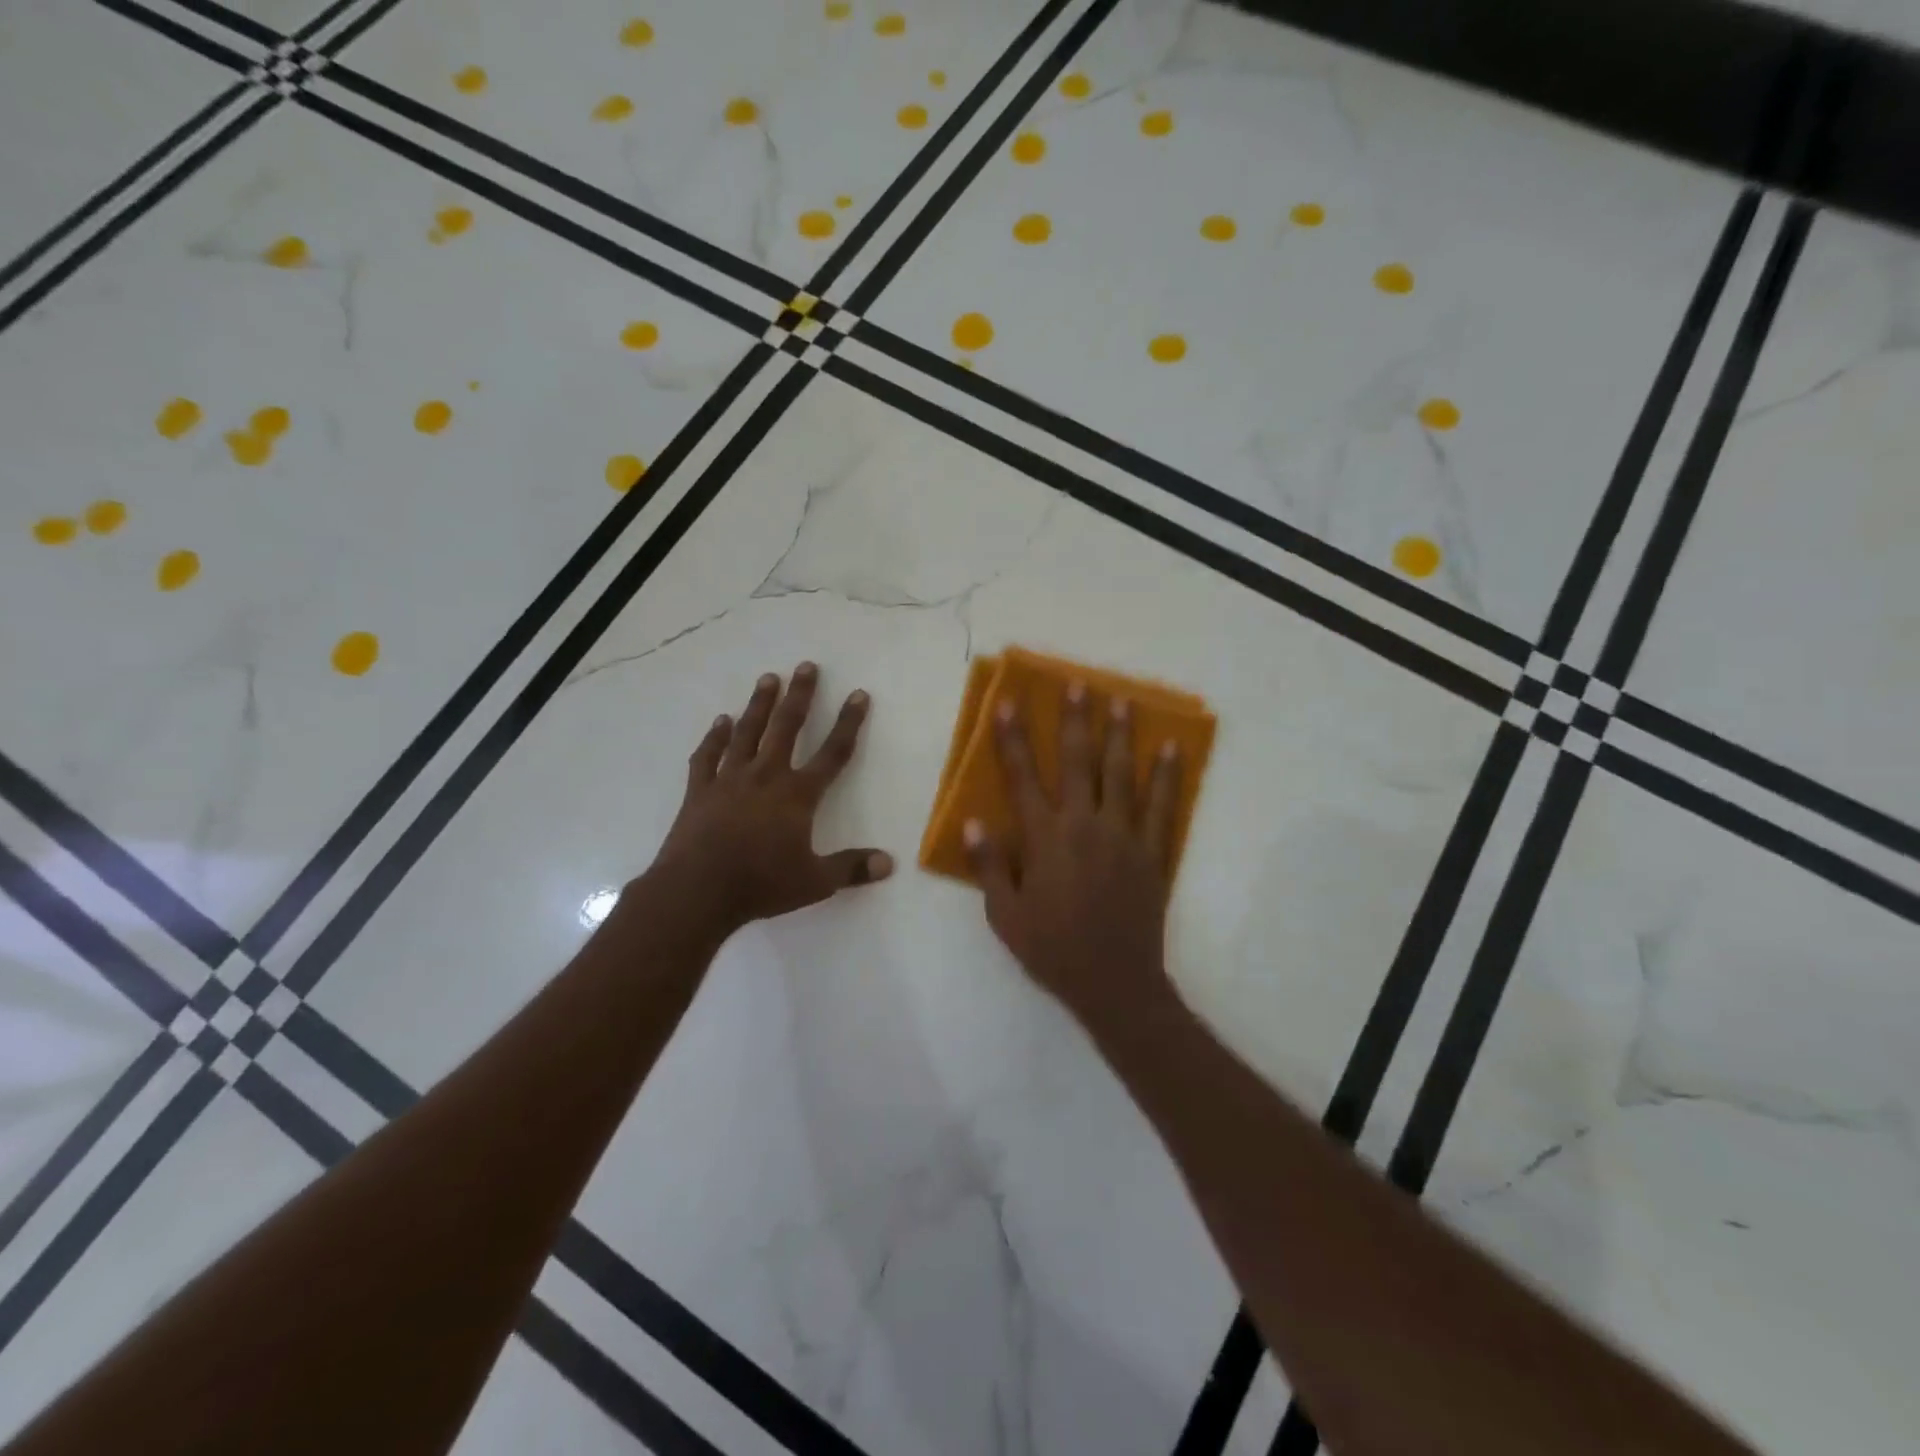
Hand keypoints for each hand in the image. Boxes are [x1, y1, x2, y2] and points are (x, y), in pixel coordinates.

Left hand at [649, 664, 891, 936]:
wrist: (697, 891)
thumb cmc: (761, 884)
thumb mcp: (815, 882)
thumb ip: (852, 869)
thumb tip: (889, 863)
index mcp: (797, 795)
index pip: (832, 753)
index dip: (848, 723)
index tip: (858, 694)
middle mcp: (766, 776)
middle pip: (786, 728)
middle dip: (800, 696)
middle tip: (806, 666)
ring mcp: (729, 780)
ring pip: (747, 732)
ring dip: (759, 704)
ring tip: (768, 678)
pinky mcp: (700, 790)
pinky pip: (708, 755)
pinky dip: (715, 737)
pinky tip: (721, 721)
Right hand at [964, 684, 1182, 1034]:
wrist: (1114, 983)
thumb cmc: (1052, 950)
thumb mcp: (1005, 916)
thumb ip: (989, 868)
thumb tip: (975, 824)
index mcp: (1044, 840)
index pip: (1022, 778)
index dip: (1013, 738)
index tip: (1008, 703)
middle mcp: (1084, 826)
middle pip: (1078, 763)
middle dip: (1074, 720)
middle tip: (1077, 684)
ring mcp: (1123, 836)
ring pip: (1121, 774)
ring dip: (1120, 734)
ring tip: (1122, 700)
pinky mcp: (1152, 852)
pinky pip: (1162, 806)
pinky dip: (1166, 775)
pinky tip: (1171, 748)